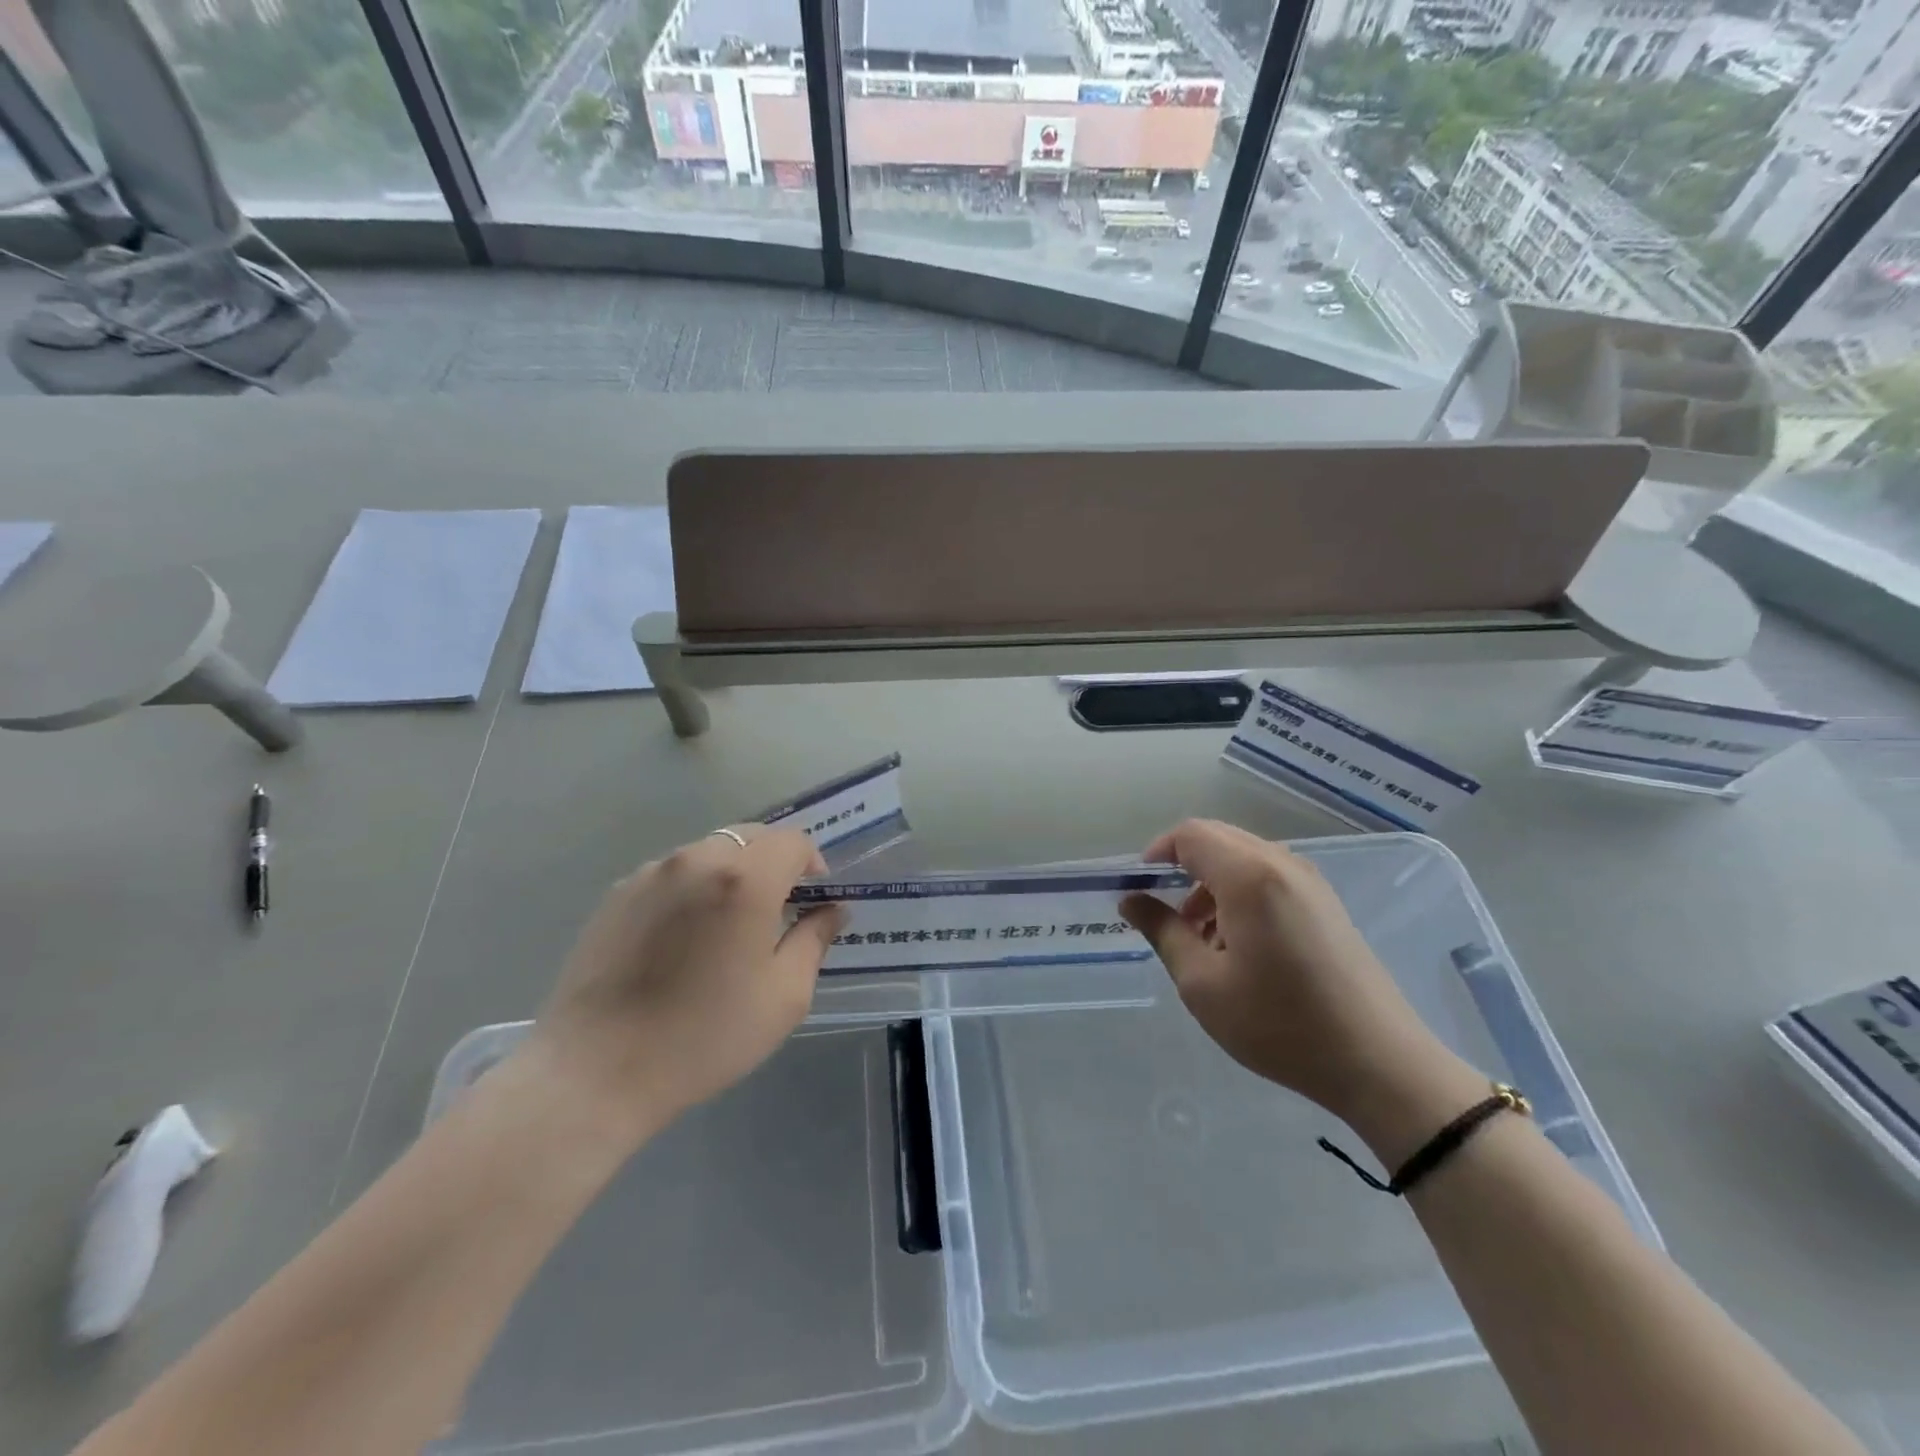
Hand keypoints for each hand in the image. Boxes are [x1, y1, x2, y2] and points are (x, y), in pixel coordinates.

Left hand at [527, 825, 843, 1143]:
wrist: (595, 1072)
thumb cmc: (704, 1036)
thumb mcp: (783, 996)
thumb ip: (814, 940)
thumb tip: (832, 910)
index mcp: (744, 879)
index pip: (793, 841)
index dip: (812, 863)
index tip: (812, 900)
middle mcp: (696, 860)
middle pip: (751, 837)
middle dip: (774, 863)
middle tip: (776, 910)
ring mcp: (650, 874)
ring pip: (709, 852)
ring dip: (732, 873)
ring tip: (726, 927)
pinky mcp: (616, 895)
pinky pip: (672, 873)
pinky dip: (693, 888)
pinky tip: (682, 940)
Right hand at [1121, 819, 1480, 1141]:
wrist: (1379, 1063)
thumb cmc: (1279, 1024)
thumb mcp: (1203, 984)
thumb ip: (1163, 931)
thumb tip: (1131, 900)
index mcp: (1249, 876)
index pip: (1191, 835)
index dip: (1157, 853)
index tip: (1139, 888)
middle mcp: (1281, 864)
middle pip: (1218, 838)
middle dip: (1182, 866)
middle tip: (1164, 912)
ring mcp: (1309, 881)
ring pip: (1243, 857)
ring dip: (1210, 881)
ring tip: (1199, 936)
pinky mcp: (1325, 902)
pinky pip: (1268, 876)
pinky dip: (1239, 892)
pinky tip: (1238, 943)